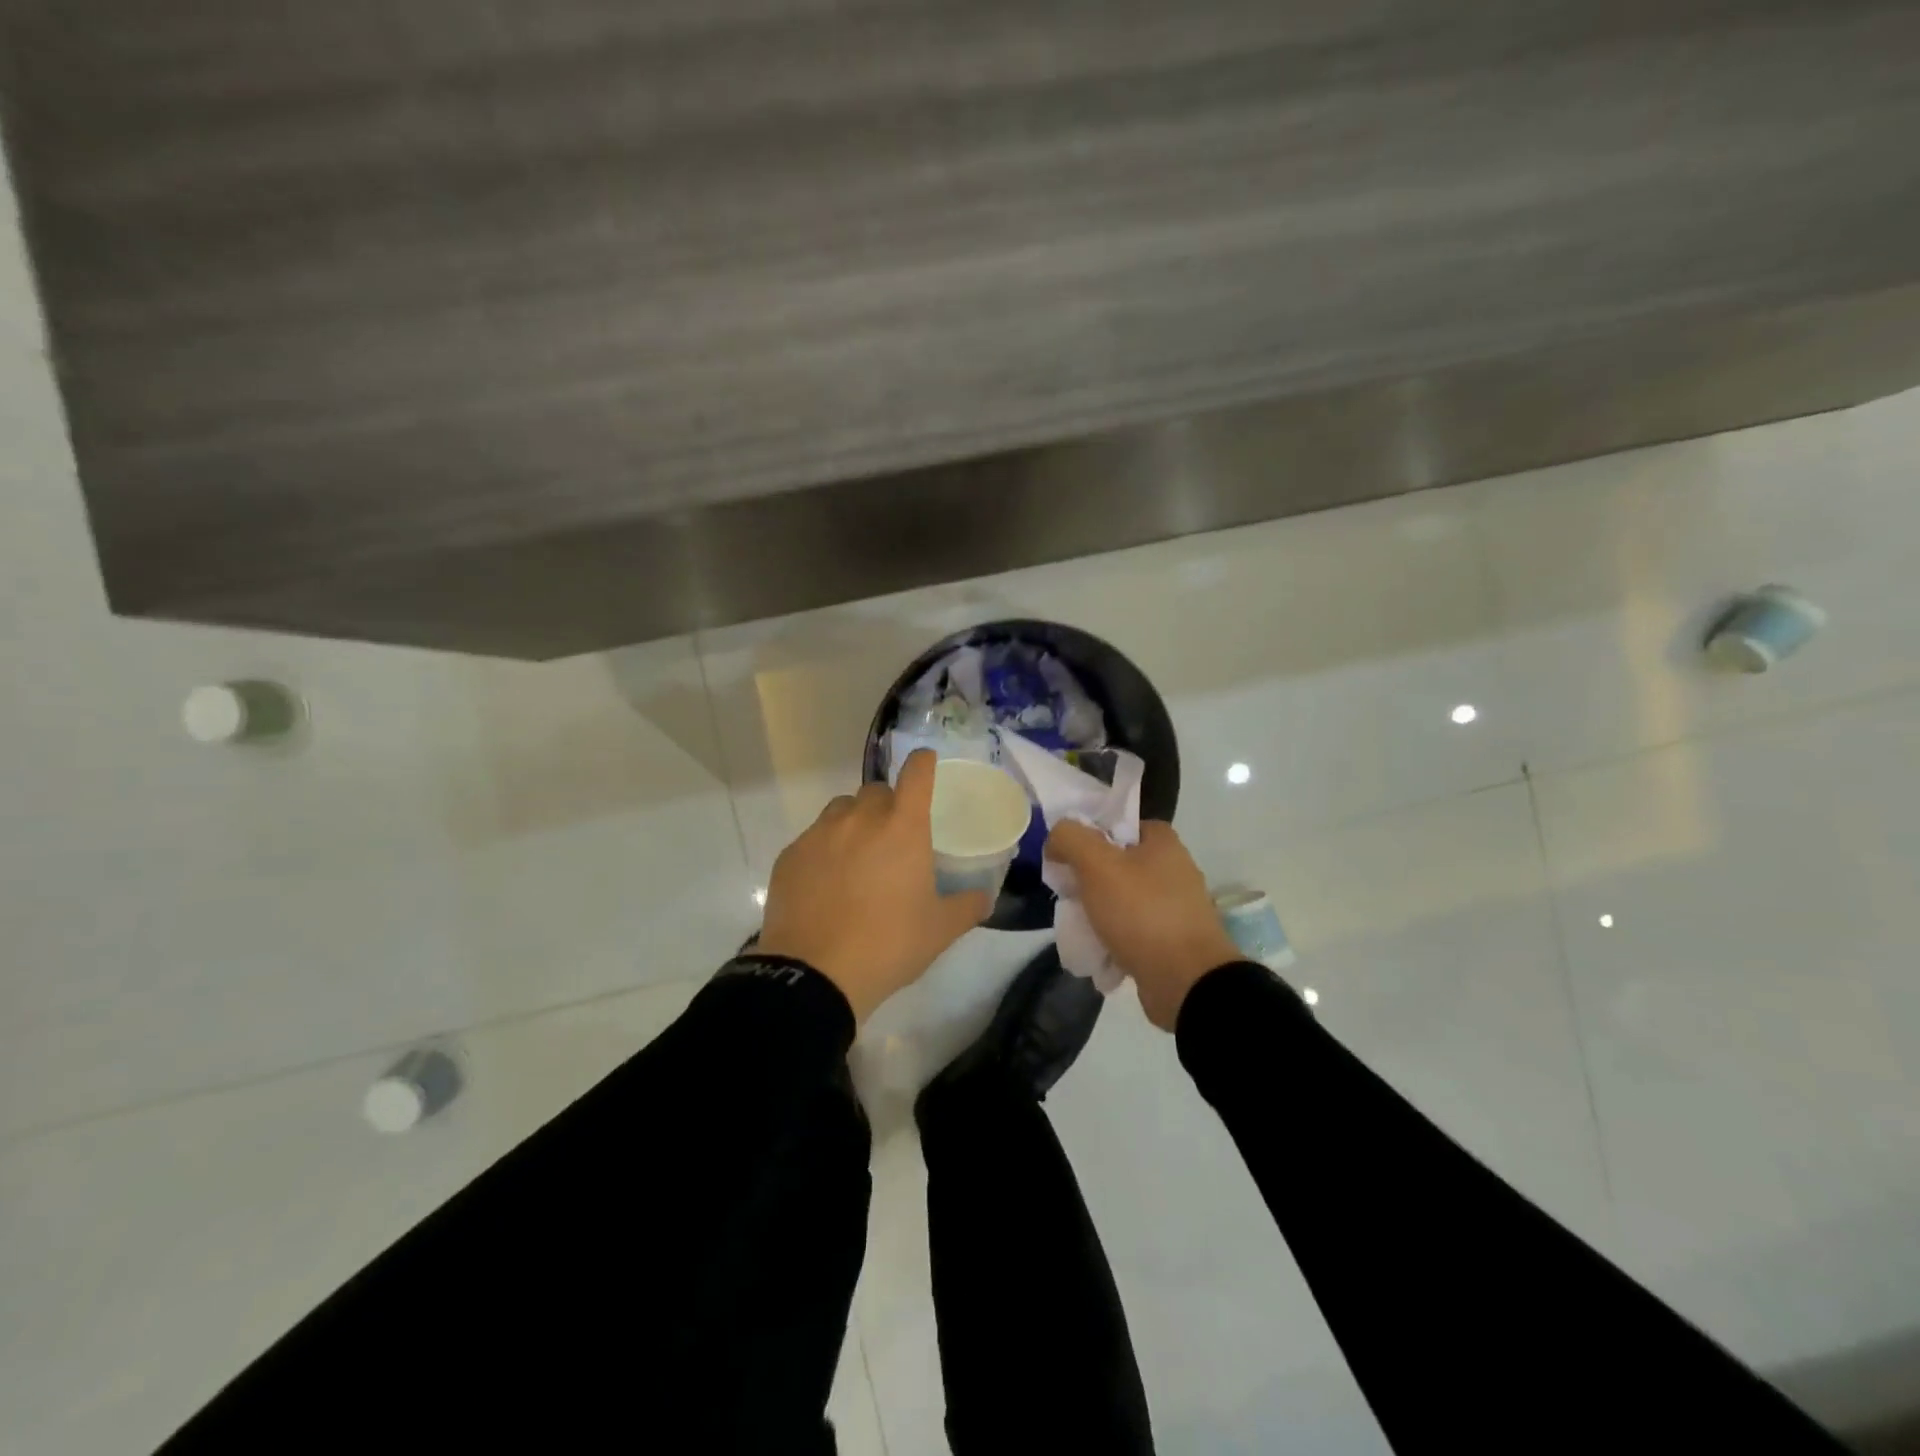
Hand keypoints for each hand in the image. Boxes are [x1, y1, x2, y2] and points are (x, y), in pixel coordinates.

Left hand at [758, 750, 991, 1021]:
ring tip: (857, 859)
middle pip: (876, 791)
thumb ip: (967, 907)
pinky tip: (826, 884)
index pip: (916, 773)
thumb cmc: (888, 945)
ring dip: (854, 823)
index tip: (926, 763)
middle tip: (893, 838)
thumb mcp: (940, 930)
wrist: (815, 973)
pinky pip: (813, 838)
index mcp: (903, 827)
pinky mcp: (790, 855)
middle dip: (888, 805)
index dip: (923, 763)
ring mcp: (820, 833)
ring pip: (841, 810)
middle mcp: (860, 818)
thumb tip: (983, 898)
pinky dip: (824, 850)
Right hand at [1045, 820, 1240, 1030]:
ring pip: (1123, 900)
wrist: (1186, 981)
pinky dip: (1114, 940)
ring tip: (1079, 928)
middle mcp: (1174, 869)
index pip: (1118, 825)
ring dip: (1099, 913)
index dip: (1088, 837)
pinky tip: (1097, 951)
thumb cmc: (1141, 912)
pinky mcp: (1173, 941)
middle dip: (1089, 880)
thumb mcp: (1097, 864)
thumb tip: (1056, 839)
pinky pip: (1134, 931)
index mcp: (1163, 843)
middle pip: (1117, 864)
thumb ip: (1070, 838)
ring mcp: (1176, 908)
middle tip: (1068, 896)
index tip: (1066, 859)